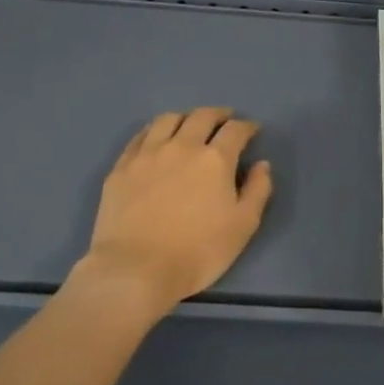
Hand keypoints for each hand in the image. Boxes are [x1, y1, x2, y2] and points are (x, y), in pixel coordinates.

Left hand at [76, 108, 273, 315]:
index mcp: (215, 159)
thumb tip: (262, 165)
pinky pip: (140, 136)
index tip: (252, 130)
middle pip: (201, 117)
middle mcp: (181, 146)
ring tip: (190, 124)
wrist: (136, 269)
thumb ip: (257, 190)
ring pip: (167, 120)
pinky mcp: (121, 167)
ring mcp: (147, 154)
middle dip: (218, 115)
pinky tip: (156, 138)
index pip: (235, 130)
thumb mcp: (243, 226)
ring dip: (185, 117)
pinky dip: (155, 130)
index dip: (247, 127)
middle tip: (225, 120)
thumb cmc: (198, 252)